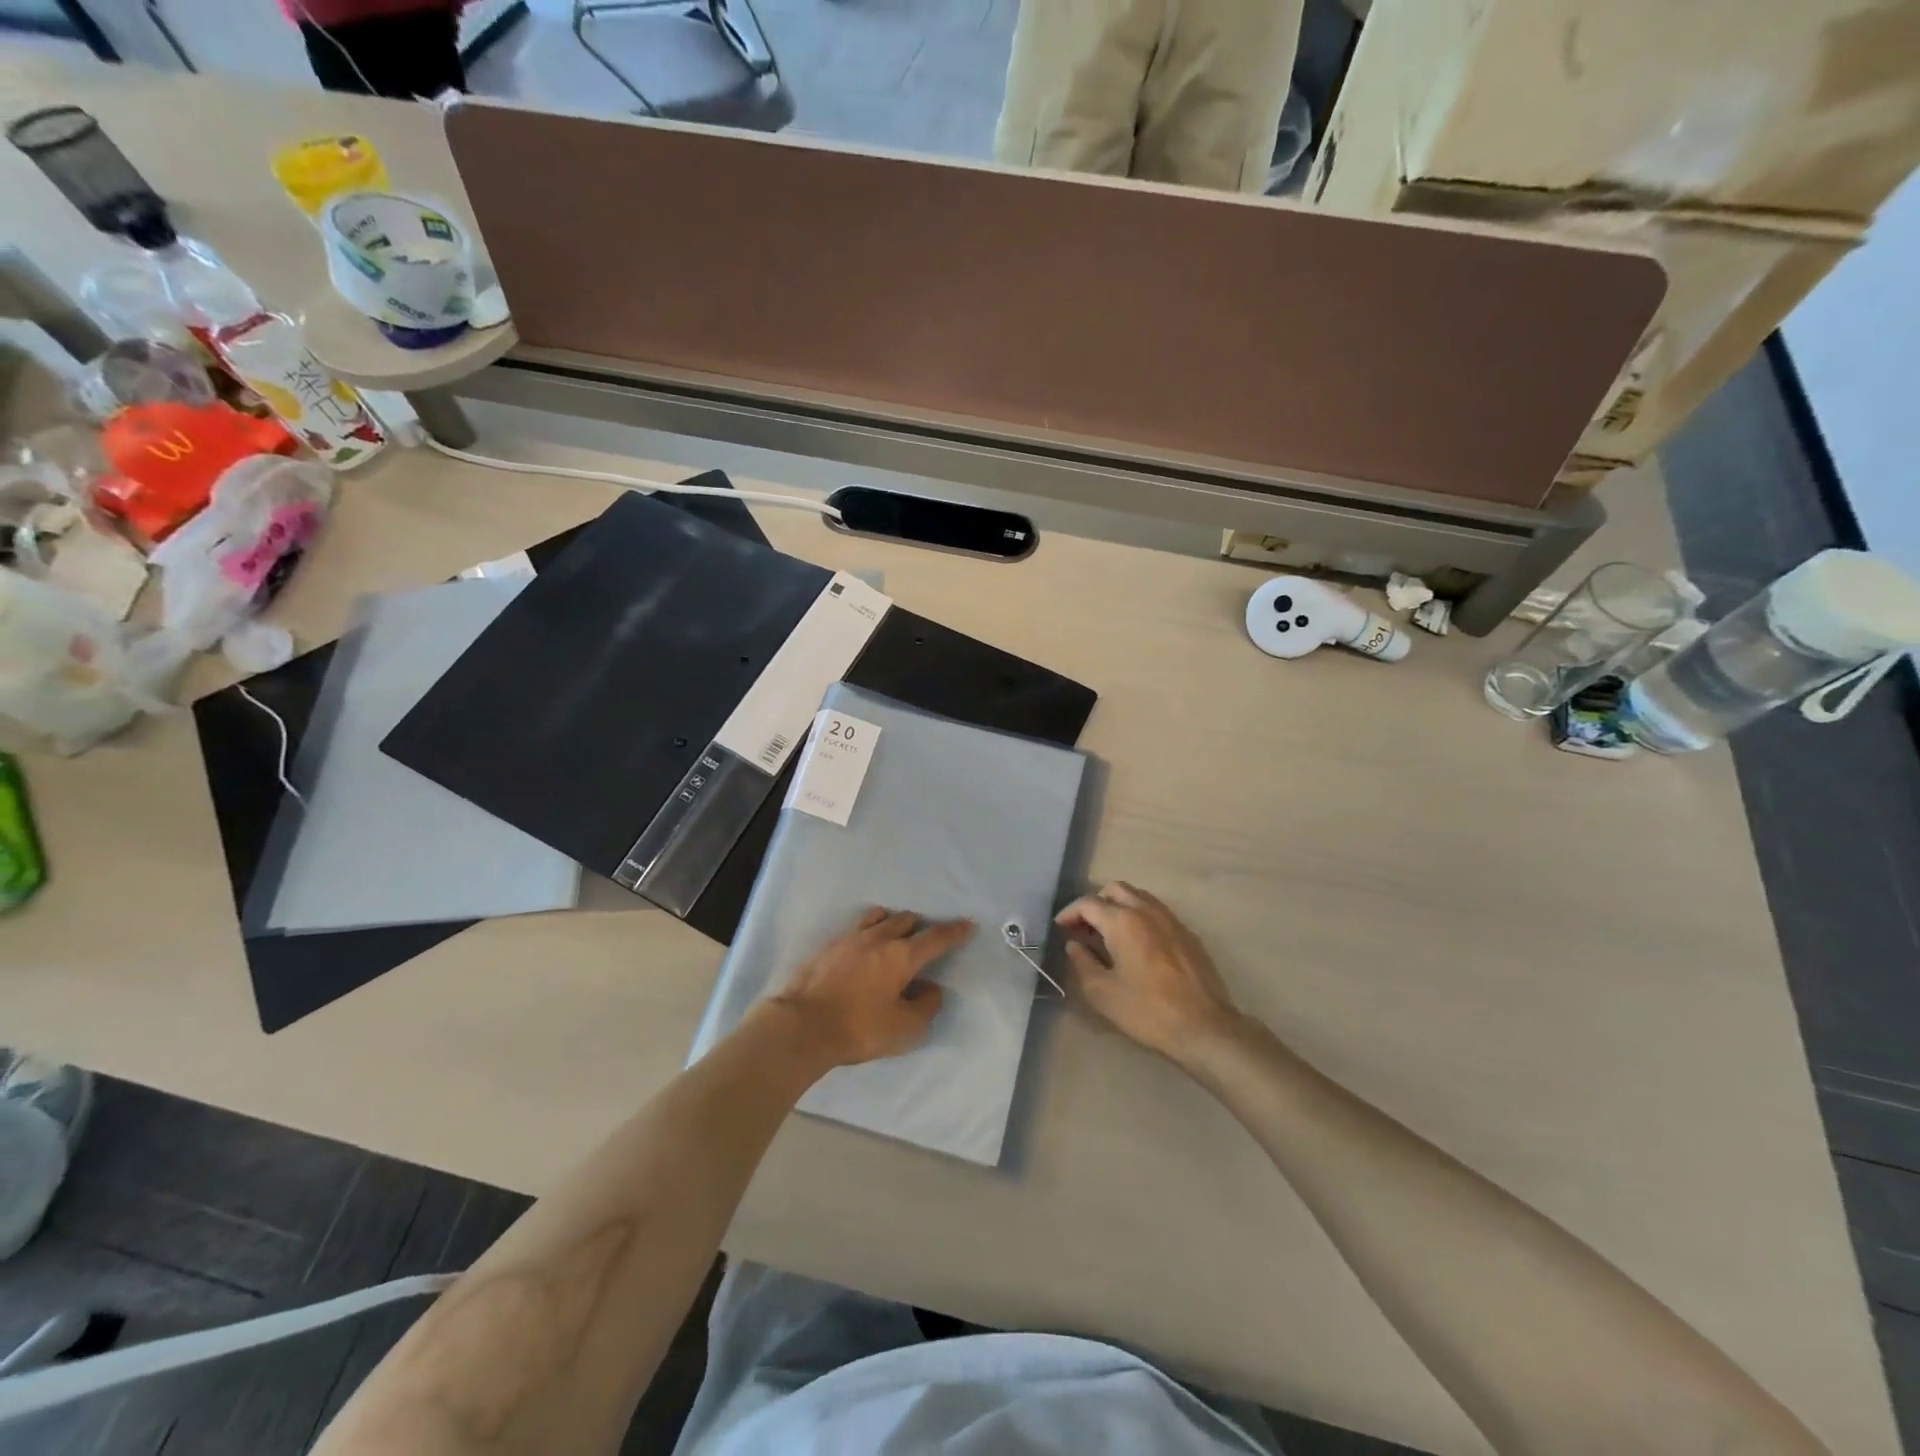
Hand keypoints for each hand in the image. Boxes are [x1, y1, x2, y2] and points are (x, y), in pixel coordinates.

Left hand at [769, 908, 972, 1069]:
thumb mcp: (903, 1027)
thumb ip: (925, 1006)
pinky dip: (867, 933)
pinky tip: (862, 949)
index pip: (935, 938)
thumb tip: (931, 989)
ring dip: (892, 923)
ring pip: (878, 918)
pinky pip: (855, 929)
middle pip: (905, 920)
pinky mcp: (828, 946)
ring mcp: (850, 939)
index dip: (953, 931)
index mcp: (901, 956)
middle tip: (923, 940)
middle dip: (919, 927)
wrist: (801, 1025)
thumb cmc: (858, 1028)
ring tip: (893, 935)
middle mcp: (878, 939)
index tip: (966, 924)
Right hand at [1055, 882, 1237, 1062]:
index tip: (1060, 927)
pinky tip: (1137, 944)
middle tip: (1085, 927)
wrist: (1203, 1027)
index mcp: (1122, 920)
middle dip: (1095, 903)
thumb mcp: (1102, 992)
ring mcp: (1171, 919)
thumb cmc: (1147, 1010)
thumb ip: (1083, 962)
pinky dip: (1140, 917)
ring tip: (1109, 933)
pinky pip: (1157, 912)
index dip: (1070, 913)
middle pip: (1115, 890)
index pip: (1088, 903)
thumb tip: (1075, 945)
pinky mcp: (1187, 934)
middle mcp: (1146, 910)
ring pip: (1139, 897)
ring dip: (1119, 906)